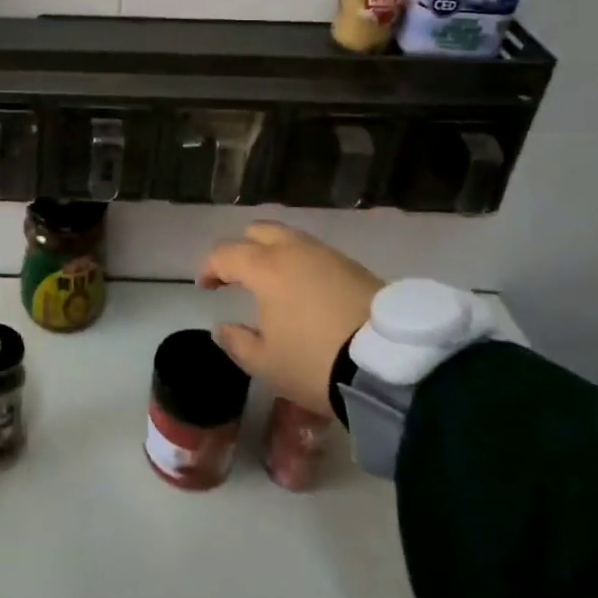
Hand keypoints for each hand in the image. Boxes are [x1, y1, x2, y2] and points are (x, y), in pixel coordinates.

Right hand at [197, 223, 383, 415]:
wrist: (391, 366)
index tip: (206, 287)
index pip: (225, 253)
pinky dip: (303, 265)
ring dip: (275, 254)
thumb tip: (222, 327)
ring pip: (291, 239)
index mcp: (265, 267)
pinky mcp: (355, 267)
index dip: (209, 268)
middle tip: (238, 275)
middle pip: (259, 232)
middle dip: (243, 248)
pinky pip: (317, 255)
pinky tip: (307, 292)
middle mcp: (294, 250)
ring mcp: (328, 255)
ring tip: (275, 284)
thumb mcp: (266, 364)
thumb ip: (236, 342)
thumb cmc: (315, 362)